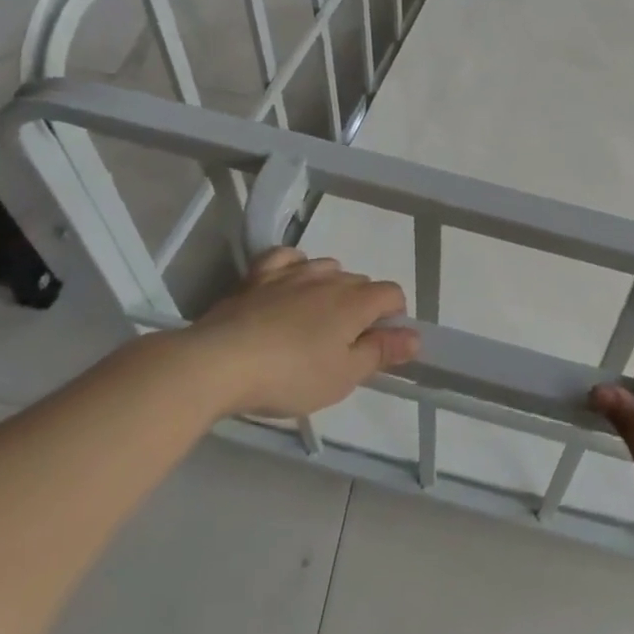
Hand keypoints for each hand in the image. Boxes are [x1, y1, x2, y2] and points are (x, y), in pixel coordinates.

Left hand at [181, 248, 418, 417]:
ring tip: (316, 319)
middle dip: (362, 306)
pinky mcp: (257, 277)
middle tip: (345, 344)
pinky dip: (295, 266)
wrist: (218, 363)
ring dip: (331, 287)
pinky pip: (286, 258)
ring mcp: (292, 273)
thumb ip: (381, 352)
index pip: (392, 293)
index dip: (394, 317)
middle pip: (360, 282)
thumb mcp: (343, 376)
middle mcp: (329, 278)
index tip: (379, 345)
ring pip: (327, 267)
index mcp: (356, 301)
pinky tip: (290, 283)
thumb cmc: (290, 375)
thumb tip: (415, 337)